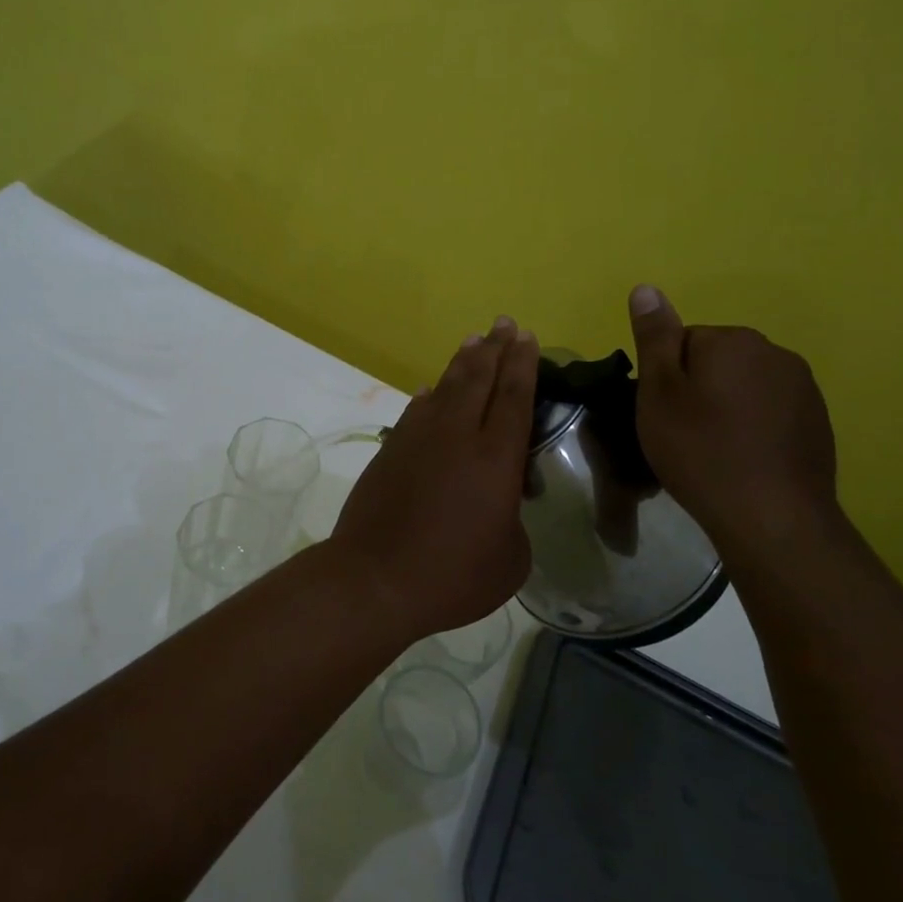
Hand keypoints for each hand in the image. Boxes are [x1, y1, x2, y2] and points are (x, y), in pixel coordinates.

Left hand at [328, 317, 539, 641]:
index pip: (514, 398)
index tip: (527, 337)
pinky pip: (415, 411)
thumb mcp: (510, 559)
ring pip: (445, 388)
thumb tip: (498, 504)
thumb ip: (512, 521)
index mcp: (495, 459)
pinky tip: (430, 391)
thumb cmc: (453, 576)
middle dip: (495, 348)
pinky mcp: (390, 451)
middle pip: (479, 379)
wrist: (375, 578)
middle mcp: (457, 436)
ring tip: (474, 341)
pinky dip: (428, 397)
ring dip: (462, 363)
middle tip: (504, 323)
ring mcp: (418, 439)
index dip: (523, 365)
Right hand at [627, 285, 840, 551]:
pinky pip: (770, 411)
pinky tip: (742, 460)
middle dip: (697, 388)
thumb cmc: (700, 450)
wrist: (772, 517)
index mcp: (732, 340)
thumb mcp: (658, 392)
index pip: (682, 342)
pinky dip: (752, 427)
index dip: (665, 377)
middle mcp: (774, 352)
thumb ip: (654, 338)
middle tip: (681, 432)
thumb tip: (646, 288)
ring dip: (725, 407)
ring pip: (744, 385)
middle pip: (716, 360)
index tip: (662, 413)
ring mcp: (803, 388)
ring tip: (712, 450)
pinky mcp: (818, 422)